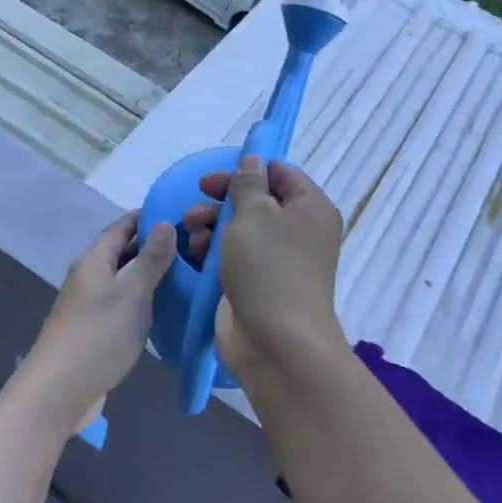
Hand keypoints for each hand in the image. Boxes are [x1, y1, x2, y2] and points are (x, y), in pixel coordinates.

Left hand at [14, 211, 174, 438]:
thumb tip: (165, 223)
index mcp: (94, 261)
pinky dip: (143, 302)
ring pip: (124, 281)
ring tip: (186, 275)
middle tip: (192, 246)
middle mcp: (89, 278)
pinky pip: (123, 306)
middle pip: (122, 253)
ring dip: (150, 276)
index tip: (180, 213)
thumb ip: (151, 260)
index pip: (121, 227)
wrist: (58, 392)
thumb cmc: (98, 336)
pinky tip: (165, 310)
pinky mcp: (95, 332)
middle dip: (153, 246)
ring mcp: (90, 307)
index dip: (147, 217)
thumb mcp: (132, 294)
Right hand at [181, 156, 345, 377]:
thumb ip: (248, 183)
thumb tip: (253, 161)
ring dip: (213, 223)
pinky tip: (194, 251)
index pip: (281, 173)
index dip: (248, 169)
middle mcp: (300, 230)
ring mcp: (280, 259)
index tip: (216, 177)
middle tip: (197, 200)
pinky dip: (215, 249)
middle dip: (223, 199)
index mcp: (311, 207)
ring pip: (243, 228)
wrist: (276, 341)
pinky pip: (236, 255)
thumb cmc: (268, 267)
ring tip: (190, 229)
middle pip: (258, 200)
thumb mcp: (253, 214)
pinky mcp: (260, 282)